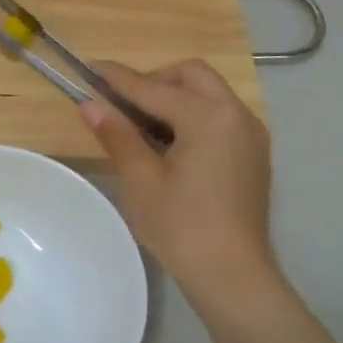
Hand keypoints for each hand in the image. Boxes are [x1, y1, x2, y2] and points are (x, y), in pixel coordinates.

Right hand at [80, 60, 281, 311]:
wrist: (232, 273)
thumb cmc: (181, 227)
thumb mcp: (141, 180)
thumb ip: (118, 135)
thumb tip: (90, 104)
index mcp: (209, 118)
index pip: (154, 88)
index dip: (119, 79)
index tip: (90, 68)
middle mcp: (237, 115)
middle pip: (191, 76)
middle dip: (154, 81)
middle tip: (121, 105)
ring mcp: (250, 134)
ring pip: (209, 94)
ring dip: (174, 97)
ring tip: (140, 127)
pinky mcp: (252, 154)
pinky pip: (219, 116)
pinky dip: (191, 116)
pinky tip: (168, 145)